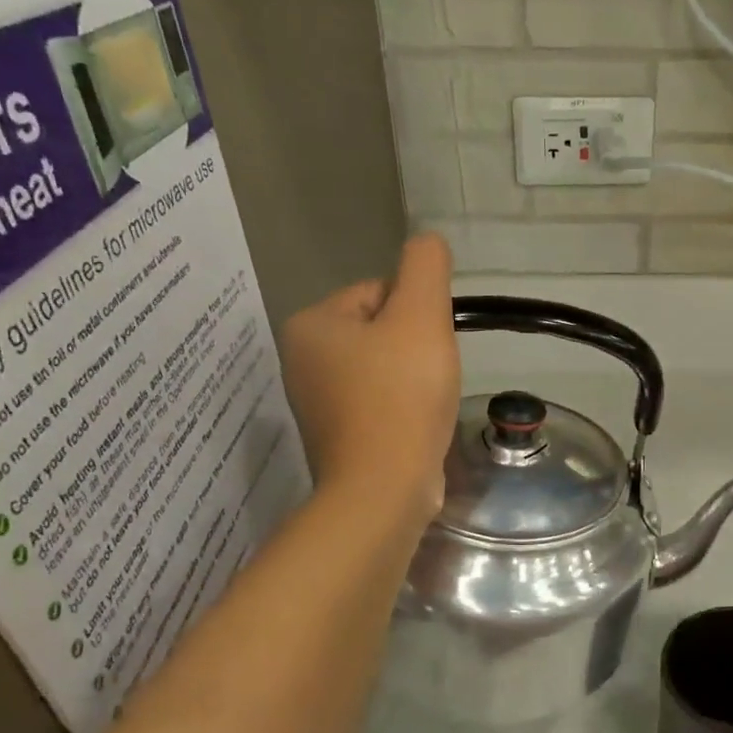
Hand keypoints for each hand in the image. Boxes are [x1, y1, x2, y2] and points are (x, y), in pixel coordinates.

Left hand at [281, 233, 460, 525]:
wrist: (384, 489)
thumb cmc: (400, 397)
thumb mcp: (420, 316)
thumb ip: (425, 267)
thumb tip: (426, 243)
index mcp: (311, 324)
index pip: (379, 293)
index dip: (418, 315)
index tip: (429, 349)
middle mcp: (302, 361)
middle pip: (380, 332)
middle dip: (414, 349)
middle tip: (431, 379)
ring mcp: (317, 404)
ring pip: (383, 371)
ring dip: (412, 381)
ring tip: (426, 406)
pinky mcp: (337, 438)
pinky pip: (379, 405)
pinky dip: (402, 411)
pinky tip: (415, 428)